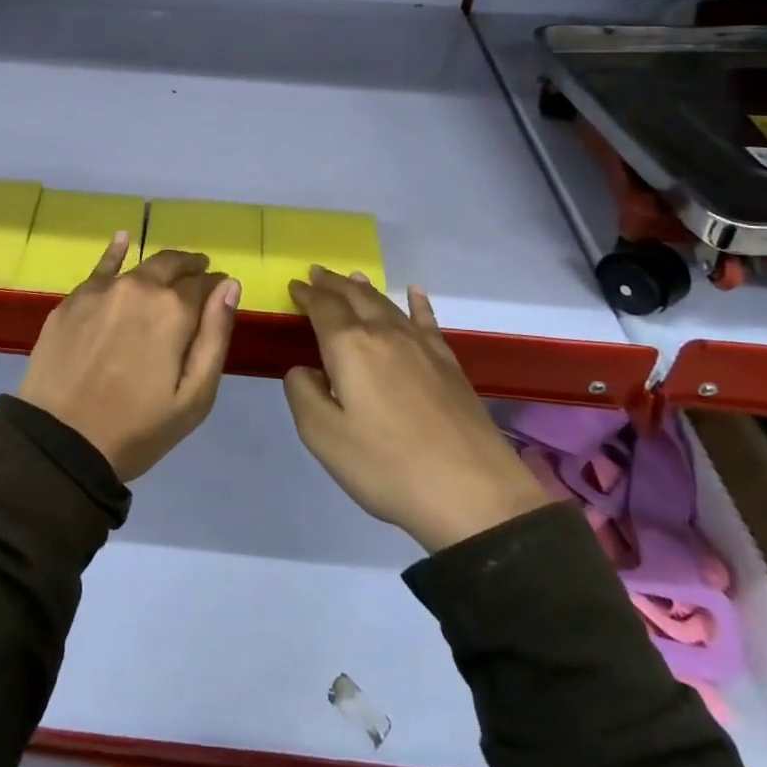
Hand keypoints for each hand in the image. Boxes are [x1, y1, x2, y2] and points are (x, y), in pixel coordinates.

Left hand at [18, 236, 241, 481]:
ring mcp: (102, 290)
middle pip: (172, 265)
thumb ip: (215, 335)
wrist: (60, 442)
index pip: (205, 283)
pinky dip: (116, 252)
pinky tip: (123, 239)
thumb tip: (229, 286)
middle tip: (199, 276)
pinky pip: (100, 267)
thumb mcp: (194, 395)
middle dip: (190, 269)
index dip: (216, 286)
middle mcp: (139, 287)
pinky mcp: (73, 299)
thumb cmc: (137, 427)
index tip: (220, 293)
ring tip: (169, 273)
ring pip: (139, 266)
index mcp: (174, 310)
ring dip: (159, 268)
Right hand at [284, 268, 551, 553]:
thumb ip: (302, 393)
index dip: (307, 295)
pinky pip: (427, 320)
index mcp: (350, 347)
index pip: (323, 308)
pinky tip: (416, 294)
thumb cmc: (387, 466)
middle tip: (317, 273)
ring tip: (352, 279)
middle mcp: (385, 334)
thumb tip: (304, 370)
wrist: (473, 493)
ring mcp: (422, 346)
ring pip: (387, 304)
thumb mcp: (323, 436)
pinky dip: (417, 303)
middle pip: (355, 297)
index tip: (294, 285)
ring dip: (365, 289)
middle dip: (333, 283)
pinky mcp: (449, 363)